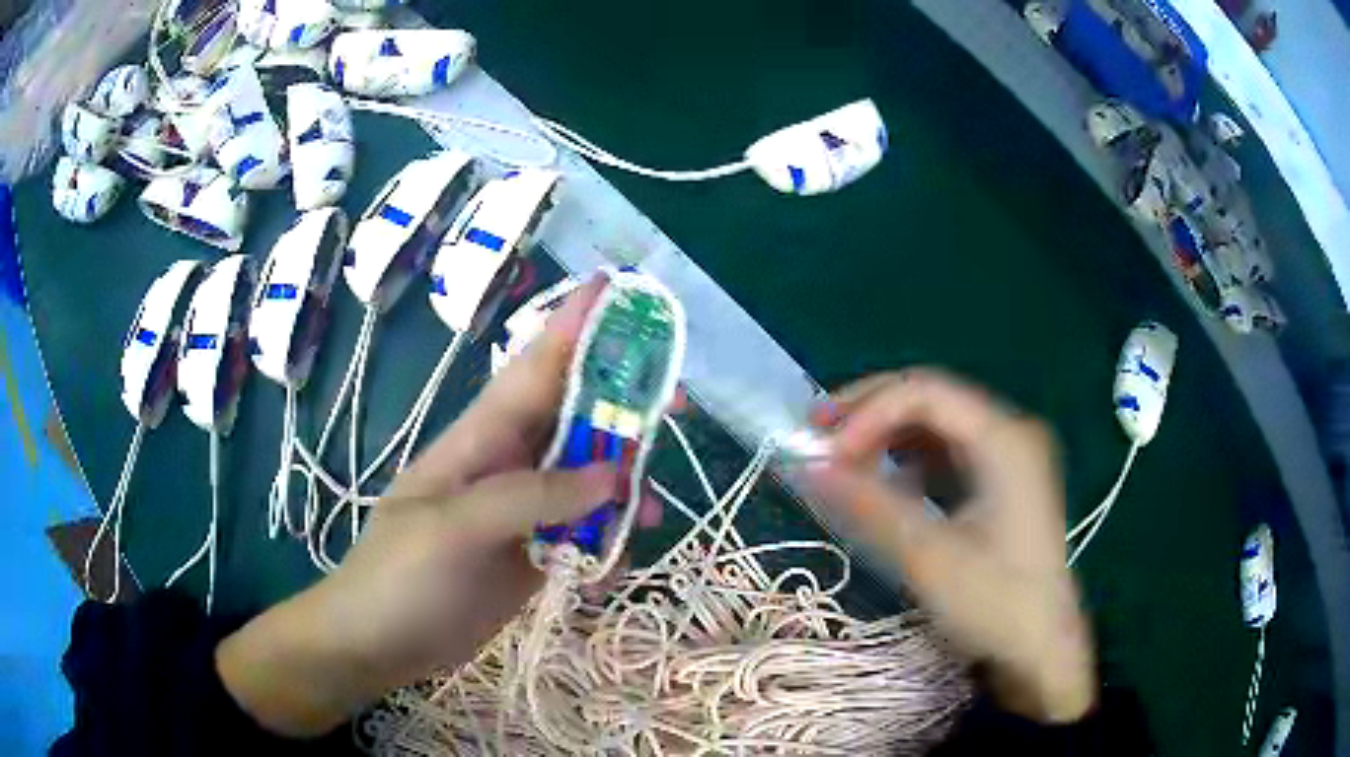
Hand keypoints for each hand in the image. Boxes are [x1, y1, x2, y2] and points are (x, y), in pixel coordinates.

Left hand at [218, 275, 660, 736]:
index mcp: (480, 439)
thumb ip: (531, 496)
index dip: (575, 326)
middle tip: (677, 409)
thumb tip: (614, 475)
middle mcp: (507, 465)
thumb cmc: (399, 576)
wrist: (377, 643)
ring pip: (588, 479)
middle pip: (575, 419)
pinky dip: (607, 543)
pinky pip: (583, 534)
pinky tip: (614, 569)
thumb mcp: (454, 528)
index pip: (534, 367)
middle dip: (625, 407)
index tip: (618, 290)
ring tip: (650, 515)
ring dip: (624, 488)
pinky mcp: (533, 555)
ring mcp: (521, 512)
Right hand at [808, 370, 1095, 723]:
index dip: (867, 412)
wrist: (1041, 648)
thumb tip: (808, 467)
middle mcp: (1009, 432)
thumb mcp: (928, 557)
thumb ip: (869, 505)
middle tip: (817, 435)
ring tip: (841, 460)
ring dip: (885, 435)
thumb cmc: (995, 604)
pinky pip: (946, 453)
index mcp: (1004, 438)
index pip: (924, 392)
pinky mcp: (1000, 482)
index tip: (825, 454)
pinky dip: (907, 461)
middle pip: (930, 398)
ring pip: (935, 424)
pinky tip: (883, 484)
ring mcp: (1008, 456)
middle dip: (870, 413)